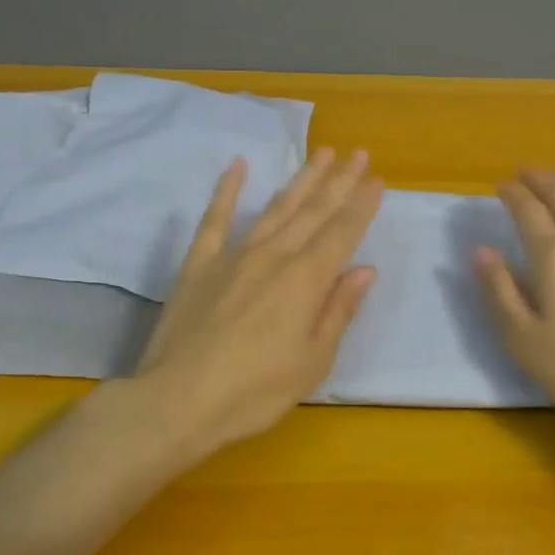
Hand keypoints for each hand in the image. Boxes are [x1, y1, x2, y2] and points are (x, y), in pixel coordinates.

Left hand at [134, 147, 383, 457]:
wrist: (176, 401)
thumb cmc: (254, 391)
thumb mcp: (313, 361)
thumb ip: (338, 310)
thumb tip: (364, 270)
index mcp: (306, 280)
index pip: (342, 232)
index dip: (362, 205)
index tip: (377, 179)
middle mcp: (274, 256)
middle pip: (313, 211)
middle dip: (339, 181)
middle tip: (358, 153)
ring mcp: (233, 255)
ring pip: (275, 208)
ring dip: (301, 179)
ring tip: (321, 153)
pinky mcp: (199, 264)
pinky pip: (215, 219)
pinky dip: (227, 190)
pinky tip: (238, 166)